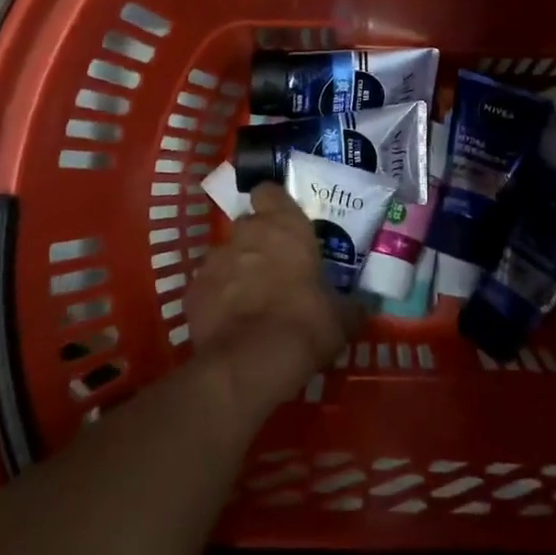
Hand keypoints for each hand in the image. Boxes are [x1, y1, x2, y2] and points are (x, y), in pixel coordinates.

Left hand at [184, 184, 363, 421]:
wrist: (251, 362)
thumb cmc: (305, 324)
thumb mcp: (341, 317)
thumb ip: (349, 304)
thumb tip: (362, 305)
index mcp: (285, 226)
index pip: (271, 191)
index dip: (275, 204)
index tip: (284, 222)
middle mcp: (246, 232)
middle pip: (249, 224)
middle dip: (258, 241)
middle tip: (275, 268)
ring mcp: (215, 259)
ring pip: (226, 255)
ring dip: (237, 270)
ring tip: (251, 300)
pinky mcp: (193, 289)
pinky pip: (208, 286)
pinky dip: (218, 298)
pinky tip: (230, 322)